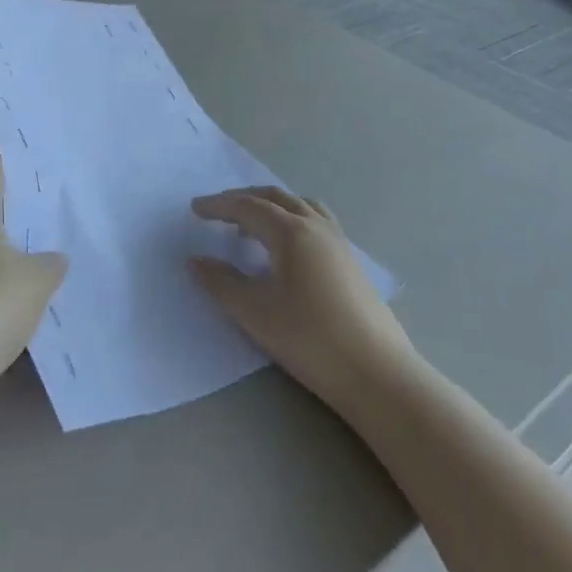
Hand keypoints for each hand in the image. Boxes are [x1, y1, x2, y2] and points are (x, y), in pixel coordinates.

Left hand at [0, 156, 67, 389]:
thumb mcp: (36, 280)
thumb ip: (51, 263)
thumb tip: (53, 258)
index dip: (8, 158)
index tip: (32, 150)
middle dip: (18, 205)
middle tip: (55, 200)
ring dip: (14, 250)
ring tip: (51, 248)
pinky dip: (6, 287)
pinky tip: (31, 299)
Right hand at [189, 188, 413, 411]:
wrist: (377, 373)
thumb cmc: (310, 339)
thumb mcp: (256, 313)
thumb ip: (222, 283)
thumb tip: (195, 260)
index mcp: (291, 232)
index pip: (248, 207)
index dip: (219, 206)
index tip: (195, 208)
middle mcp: (316, 226)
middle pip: (275, 198)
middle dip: (243, 199)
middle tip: (218, 210)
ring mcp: (338, 241)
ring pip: (299, 205)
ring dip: (271, 206)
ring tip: (251, 225)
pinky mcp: (350, 260)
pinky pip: (315, 219)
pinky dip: (292, 217)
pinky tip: (287, 246)